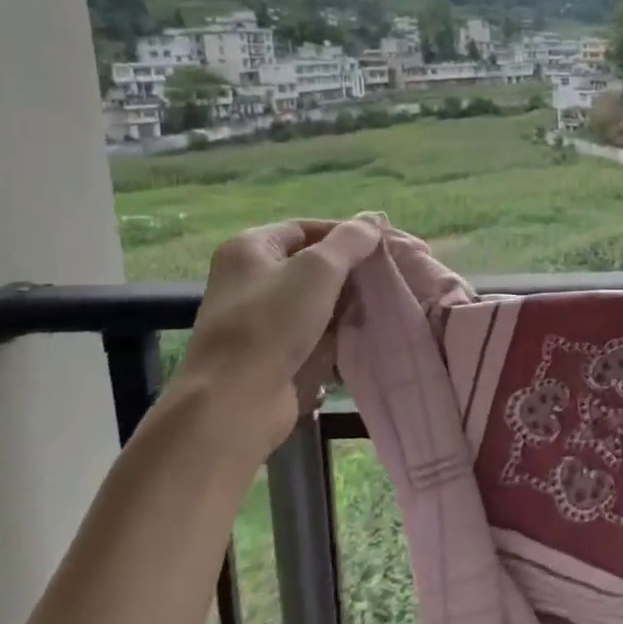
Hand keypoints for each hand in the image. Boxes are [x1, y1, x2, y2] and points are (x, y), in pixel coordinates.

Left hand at [177, 217, 383, 450]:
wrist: (236, 400)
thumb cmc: (272, 323)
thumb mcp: (317, 270)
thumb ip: (348, 242)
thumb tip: (371, 223)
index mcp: (249, 249)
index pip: (304, 228)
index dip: (343, 234)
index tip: (380, 247)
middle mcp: (249, 280)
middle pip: (309, 266)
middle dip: (348, 272)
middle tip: (386, 278)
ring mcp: (258, 320)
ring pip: (313, 302)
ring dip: (345, 305)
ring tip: (382, 307)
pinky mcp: (271, 354)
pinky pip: (310, 334)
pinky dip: (335, 335)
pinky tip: (363, 337)